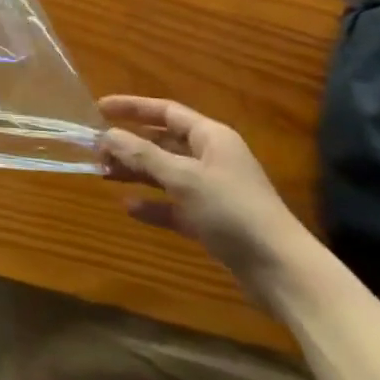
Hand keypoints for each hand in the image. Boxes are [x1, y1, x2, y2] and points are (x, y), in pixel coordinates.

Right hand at [98, 95, 316, 304]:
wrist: (281, 271)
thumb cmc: (232, 211)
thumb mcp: (183, 178)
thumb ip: (143, 154)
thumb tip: (107, 135)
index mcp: (211, 137)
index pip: (166, 111)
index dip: (132, 107)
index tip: (99, 108)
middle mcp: (212, 158)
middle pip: (164, 142)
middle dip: (130, 144)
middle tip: (97, 149)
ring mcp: (213, 190)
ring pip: (166, 173)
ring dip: (137, 173)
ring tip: (105, 174)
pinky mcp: (212, 221)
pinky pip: (175, 206)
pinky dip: (154, 205)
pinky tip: (130, 209)